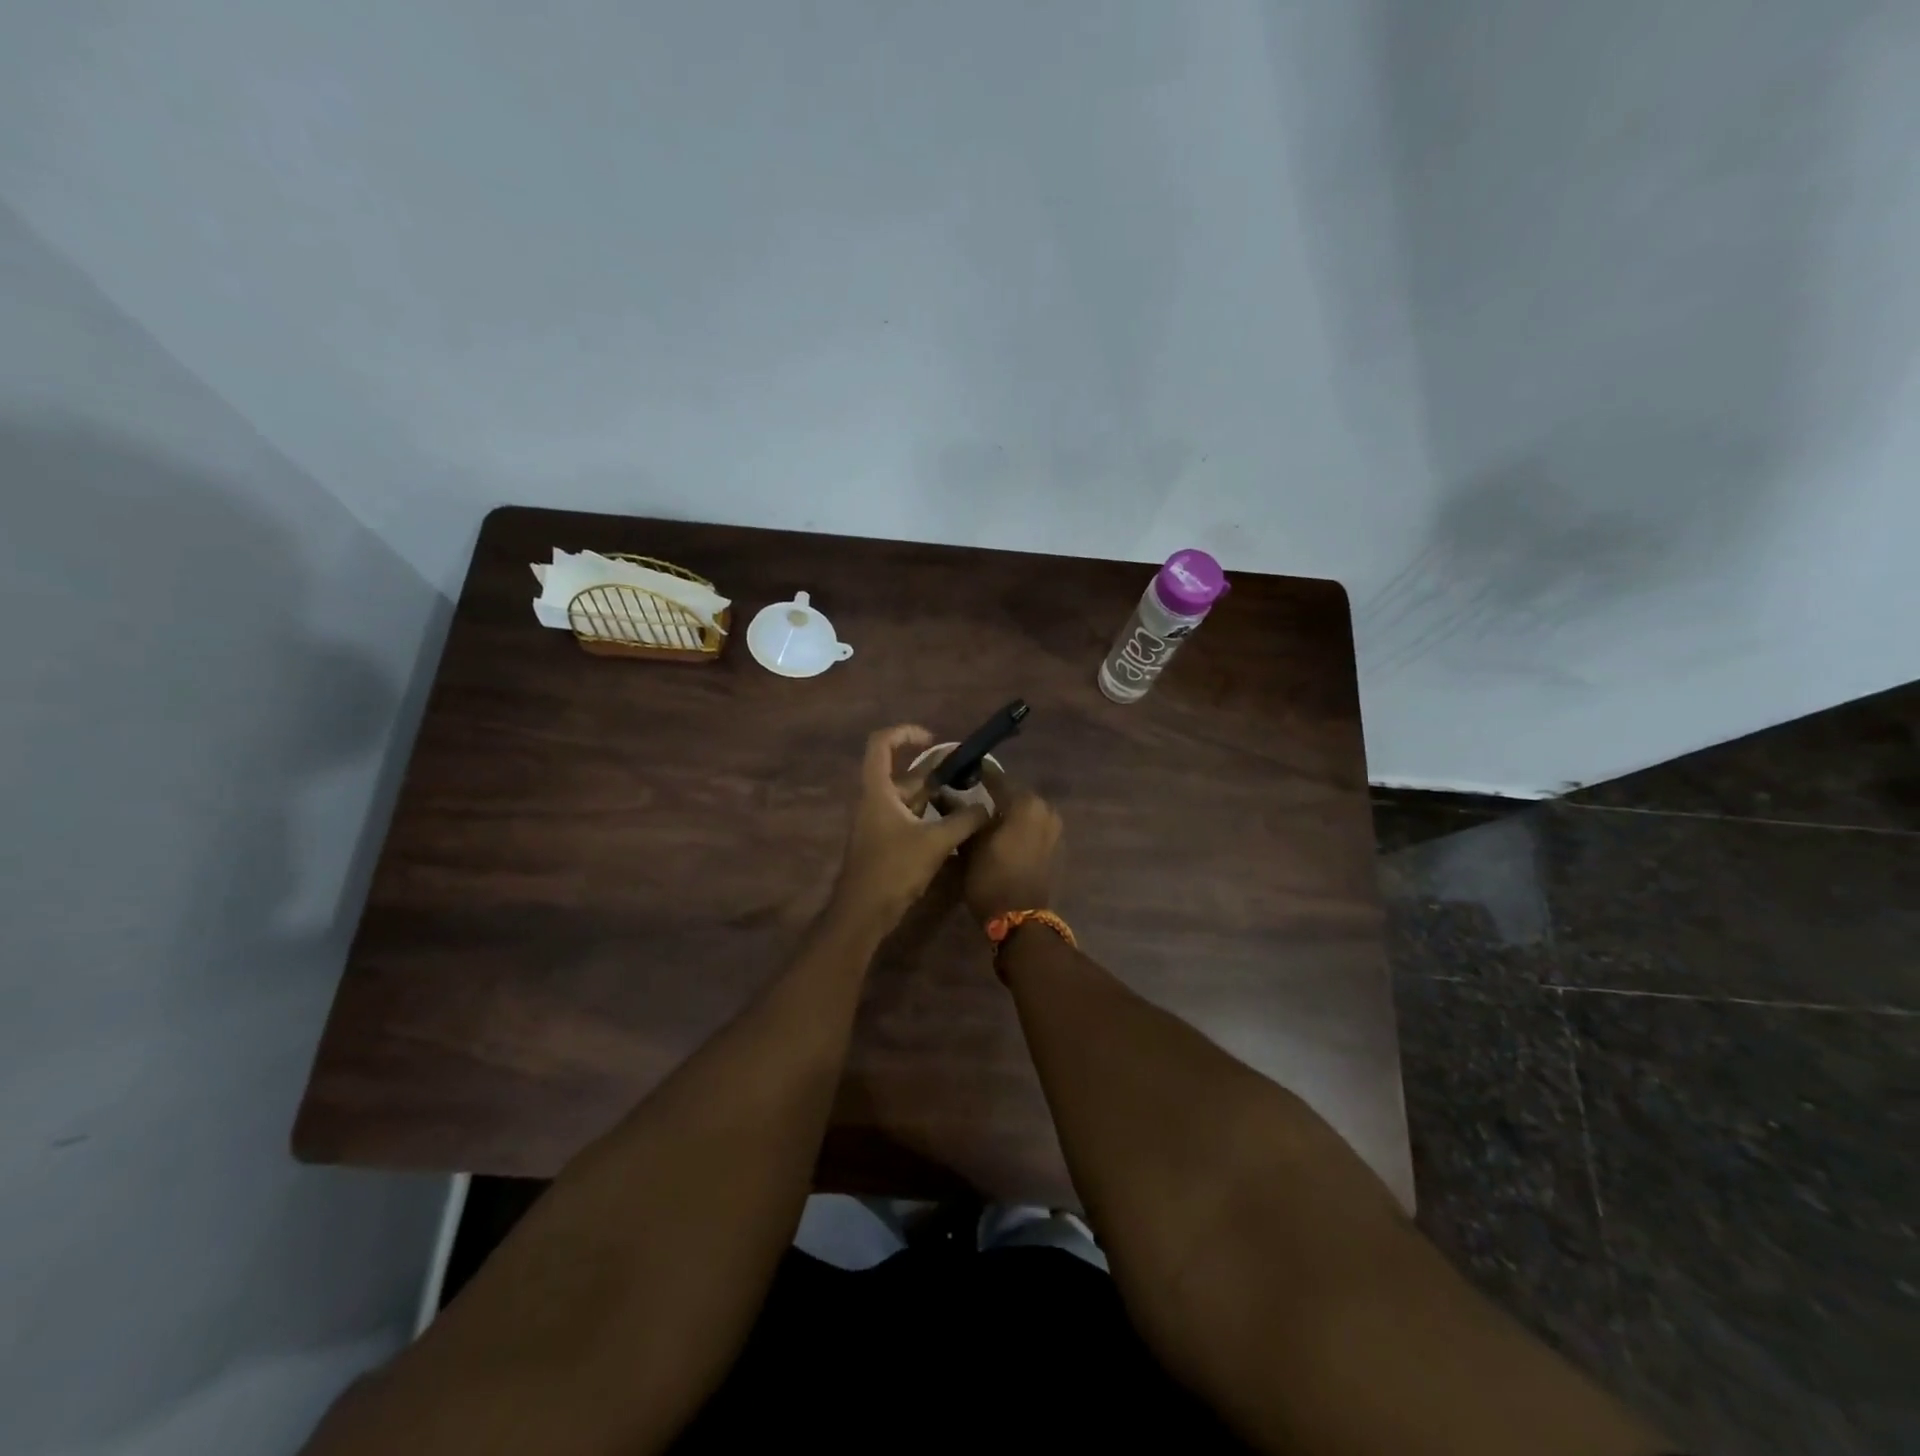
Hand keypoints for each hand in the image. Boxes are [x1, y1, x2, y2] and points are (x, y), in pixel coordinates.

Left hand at [831, 725, 993, 928]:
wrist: (863, 913)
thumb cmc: (893, 870)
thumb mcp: (935, 842)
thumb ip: (964, 820)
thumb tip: (987, 807)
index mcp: (877, 790)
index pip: (882, 744)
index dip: (906, 734)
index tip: (934, 740)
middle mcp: (875, 801)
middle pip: (904, 775)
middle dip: (936, 773)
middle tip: (968, 777)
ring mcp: (878, 823)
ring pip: (910, 799)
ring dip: (937, 798)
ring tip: (969, 802)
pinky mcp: (885, 842)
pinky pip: (910, 819)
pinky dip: (931, 818)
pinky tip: (956, 828)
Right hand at [963, 762, 1062, 924]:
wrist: (1020, 920)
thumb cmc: (990, 878)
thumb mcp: (968, 845)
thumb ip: (960, 815)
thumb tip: (944, 794)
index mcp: (1025, 802)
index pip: (996, 778)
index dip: (977, 774)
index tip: (960, 773)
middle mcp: (1044, 809)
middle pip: (1014, 794)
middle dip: (994, 795)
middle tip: (969, 798)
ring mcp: (1054, 828)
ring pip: (1025, 811)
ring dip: (1007, 812)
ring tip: (983, 819)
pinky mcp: (1056, 846)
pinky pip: (1033, 827)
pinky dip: (1019, 827)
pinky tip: (1000, 836)